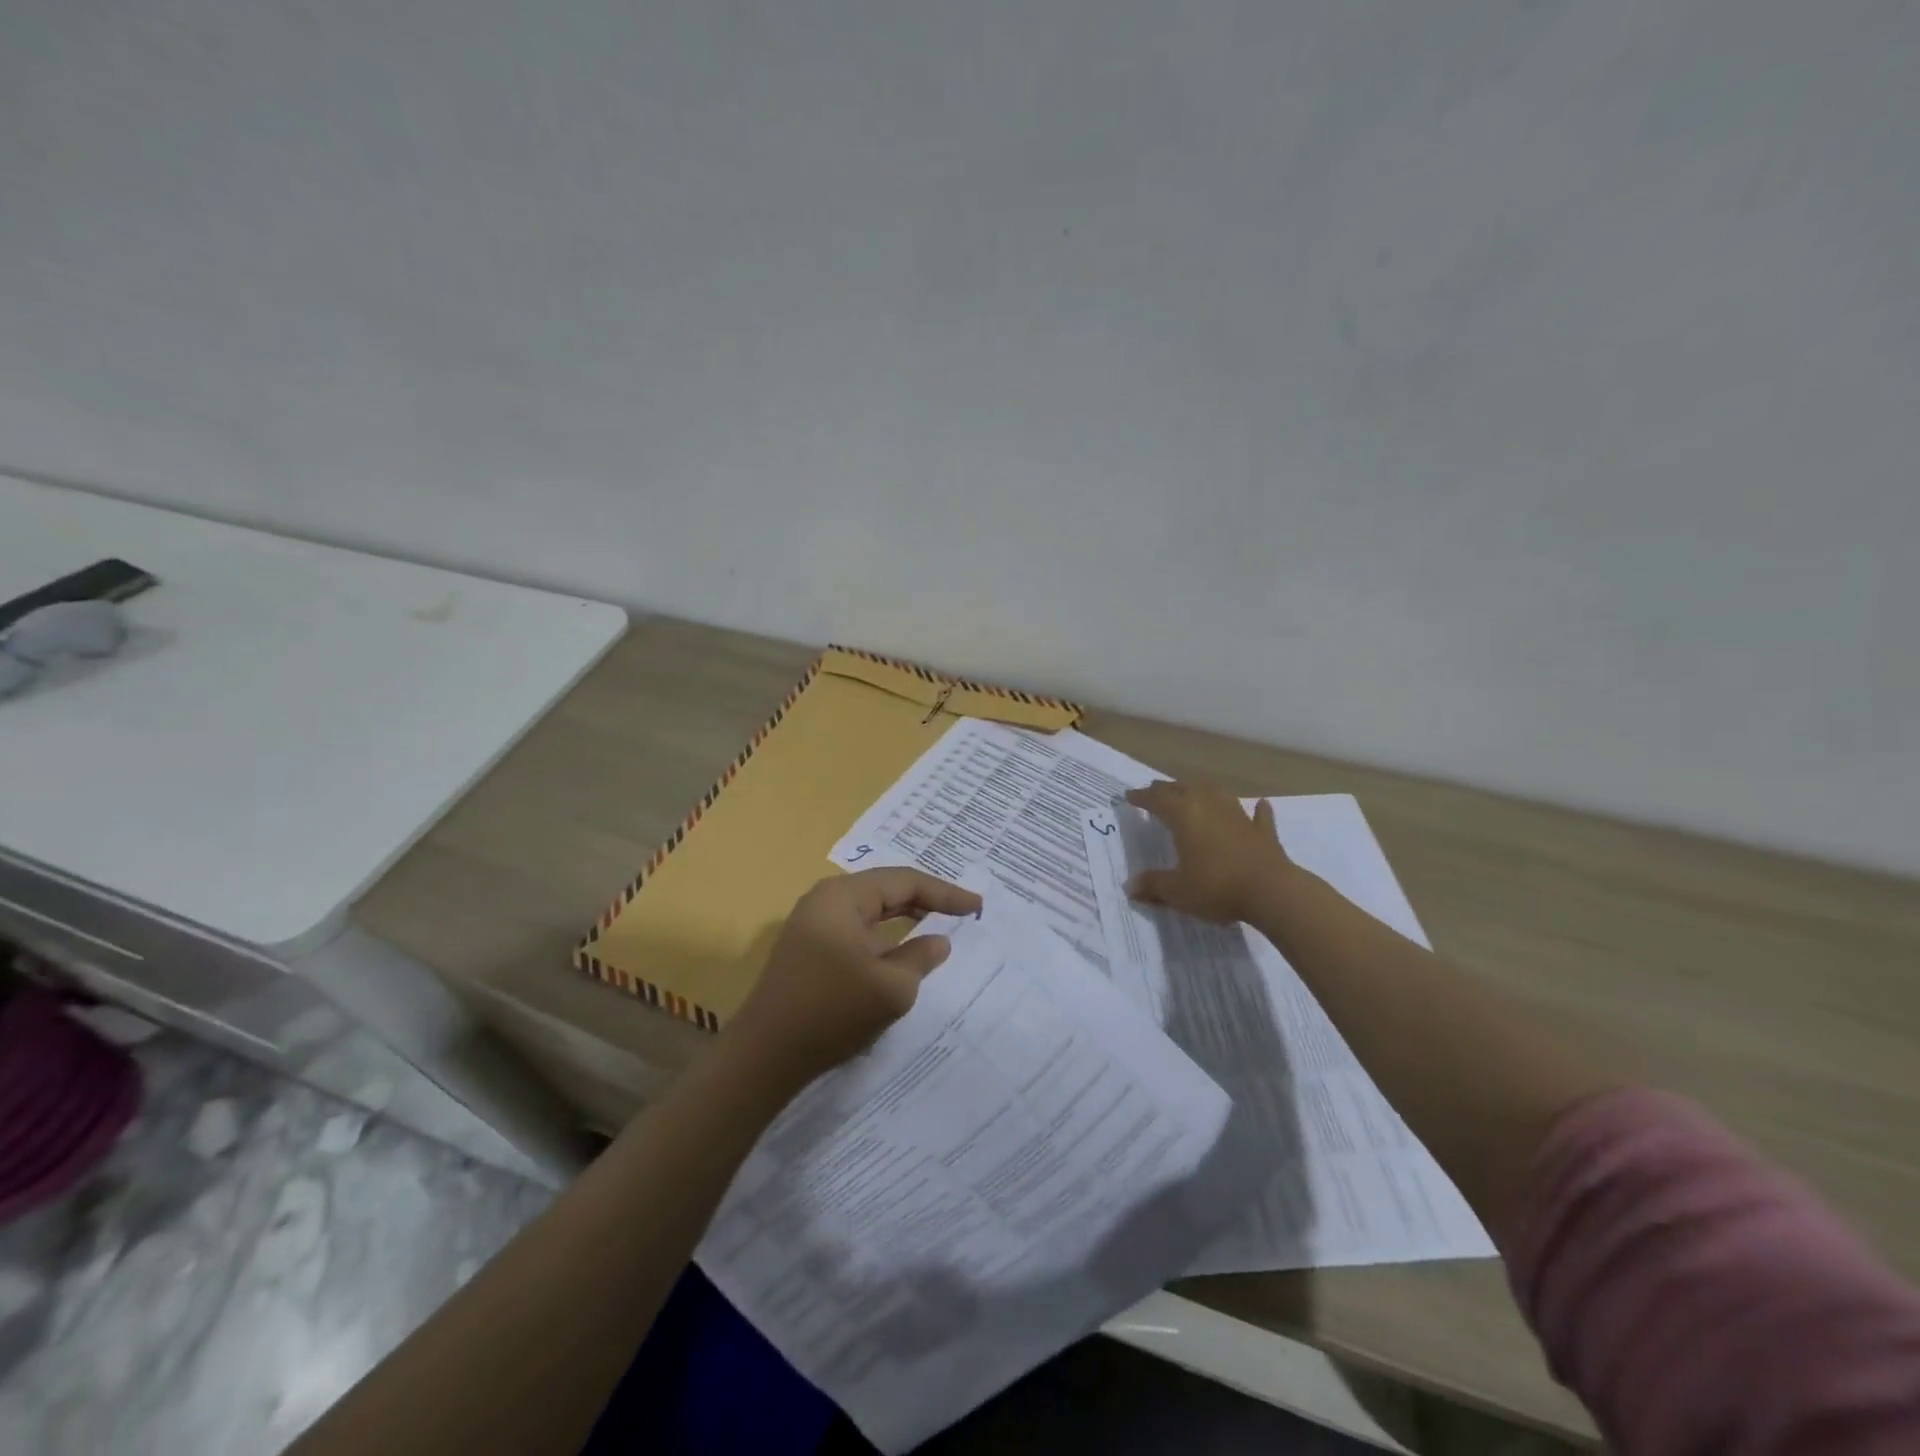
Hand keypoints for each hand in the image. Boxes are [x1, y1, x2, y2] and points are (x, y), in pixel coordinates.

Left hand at [726, 868, 982, 1091]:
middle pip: (886, 891)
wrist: (764, 1056)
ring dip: (905, 920)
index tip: (977, 906)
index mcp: (842, 896)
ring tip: (940, 926)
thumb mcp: (891, 987)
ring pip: (871, 913)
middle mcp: (825, 901)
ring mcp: (813, 926)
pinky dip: (885, 940)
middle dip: (926, 900)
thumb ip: (921, 957)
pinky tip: (904, 954)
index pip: (904, 881)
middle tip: (963, 911)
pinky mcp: (809, 952)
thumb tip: (939, 941)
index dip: (945, 892)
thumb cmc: (831, 1011)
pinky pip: (857, 934)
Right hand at [1123, 779, 1292, 923]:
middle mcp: (1210, 807)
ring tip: (1194, 789)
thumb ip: (1154, 885)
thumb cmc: (1216, 887)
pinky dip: (1256, 810)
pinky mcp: (1263, 832)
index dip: (1142, 797)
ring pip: (1218, 793)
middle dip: (1168, 789)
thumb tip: (1131, 887)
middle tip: (1156, 790)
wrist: (1271, 892)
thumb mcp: (1178, 891)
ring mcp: (1239, 816)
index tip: (1130, 796)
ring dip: (1204, 790)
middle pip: (1185, 789)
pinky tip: (1260, 804)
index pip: (1157, 800)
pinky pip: (1258, 815)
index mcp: (1184, 816)